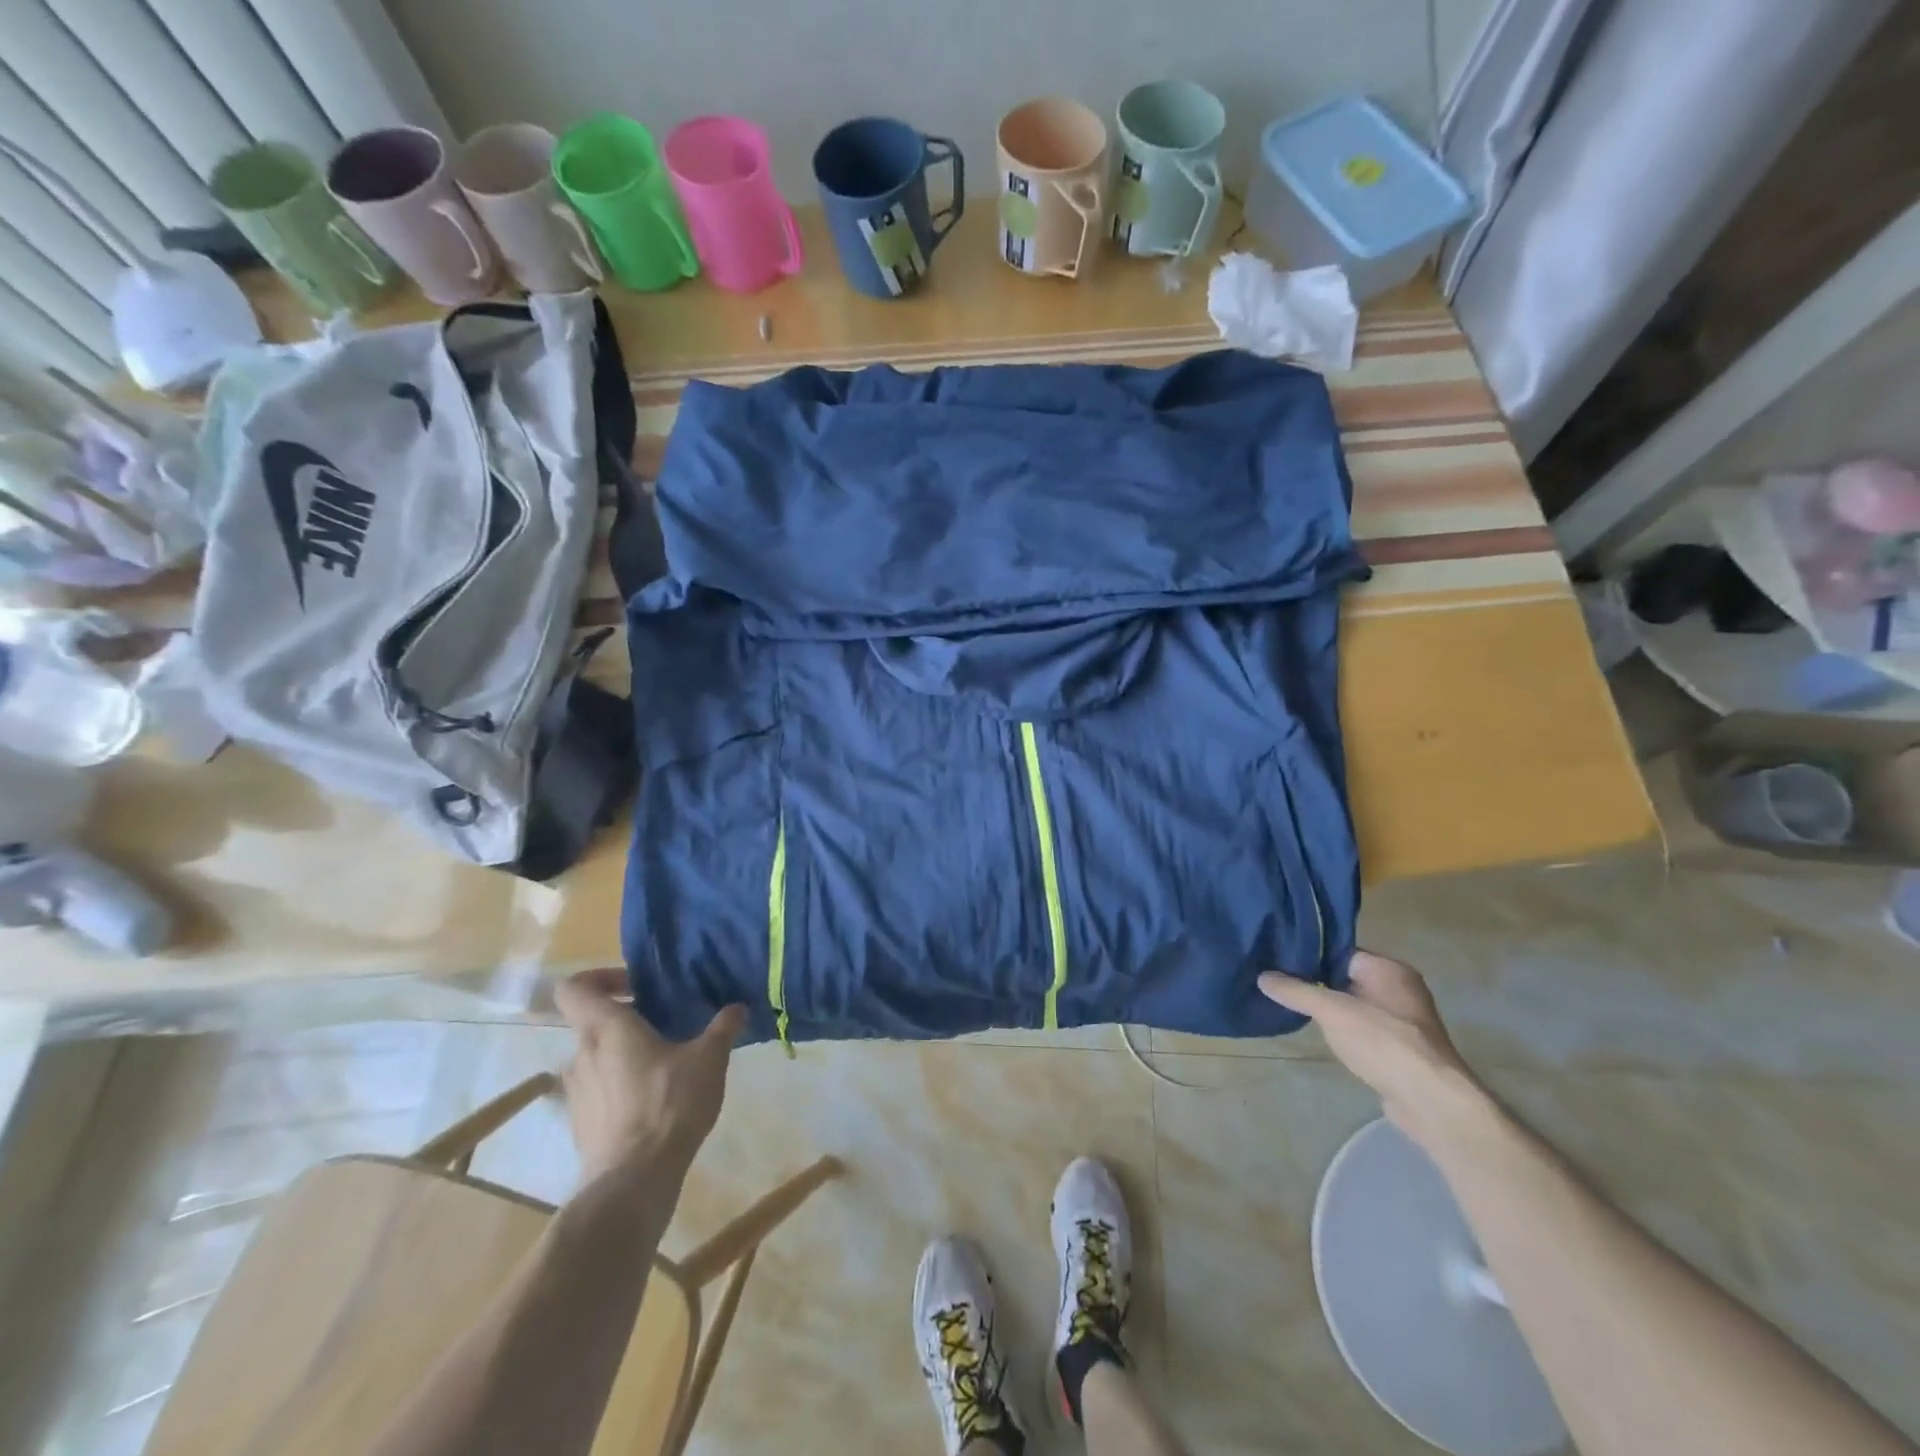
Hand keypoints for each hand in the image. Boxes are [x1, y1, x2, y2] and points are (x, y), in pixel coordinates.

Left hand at [554, 969, 745, 1184]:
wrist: (632, 1181)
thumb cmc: (669, 1105)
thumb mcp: (709, 1059)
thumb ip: (723, 1028)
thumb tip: (738, 1007)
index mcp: (606, 1029)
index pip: (575, 987)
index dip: (600, 978)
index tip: (636, 987)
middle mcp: (581, 1054)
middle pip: (592, 1021)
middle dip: (627, 1018)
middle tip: (665, 1025)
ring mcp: (576, 1092)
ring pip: (596, 1056)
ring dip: (624, 1054)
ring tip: (664, 1065)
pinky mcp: (580, 1123)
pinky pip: (598, 1089)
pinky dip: (620, 1085)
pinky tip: (654, 1101)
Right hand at [1258, 951, 1481, 1144]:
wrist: (1430, 1101)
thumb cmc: (1382, 1042)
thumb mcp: (1331, 1011)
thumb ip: (1296, 991)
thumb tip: (1263, 976)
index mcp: (1389, 969)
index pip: (1340, 951)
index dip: (1309, 955)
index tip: (1277, 960)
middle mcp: (1400, 988)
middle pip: (1345, 977)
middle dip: (1315, 982)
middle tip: (1278, 983)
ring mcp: (1403, 1020)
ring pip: (1354, 1004)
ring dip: (1329, 1009)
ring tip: (1293, 1007)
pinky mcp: (1401, 1048)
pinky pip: (1363, 1028)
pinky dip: (1344, 1030)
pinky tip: (1321, 1035)